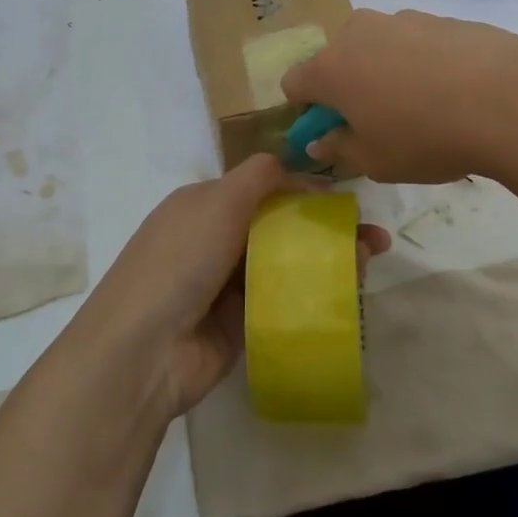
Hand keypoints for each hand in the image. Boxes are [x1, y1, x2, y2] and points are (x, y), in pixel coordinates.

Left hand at [70, 154, 389, 419]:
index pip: (262, 188)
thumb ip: (259, 176)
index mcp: (204, 205)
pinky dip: (313, 297)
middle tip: (373, 238)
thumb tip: (293, 166)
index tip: (344, 200)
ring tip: (369, 263)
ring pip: (287, 265)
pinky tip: (348, 295)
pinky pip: (283, 303)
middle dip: (325, 228)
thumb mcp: (218, 201)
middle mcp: (215, 241)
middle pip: (280, 227)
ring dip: (327, 262)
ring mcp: (227, 286)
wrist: (143, 350)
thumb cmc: (181, 260)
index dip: (303, 190)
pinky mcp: (240, 325)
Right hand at [280, 9, 517, 182]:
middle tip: (380, 121)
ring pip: (379, 48)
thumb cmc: (425, 137)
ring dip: (386, 72)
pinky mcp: (442, 18)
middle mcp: (359, 33)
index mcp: (331, 68)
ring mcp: (402, 20)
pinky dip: (423, 63)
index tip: (332, 132)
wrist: (508, 99)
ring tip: (426, 106)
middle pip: (338, 59)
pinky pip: (417, 43)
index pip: (294, 83)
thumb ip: (339, 149)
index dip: (306, 110)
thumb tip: (320, 140)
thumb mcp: (375, 160)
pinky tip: (455, 91)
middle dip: (349, 87)